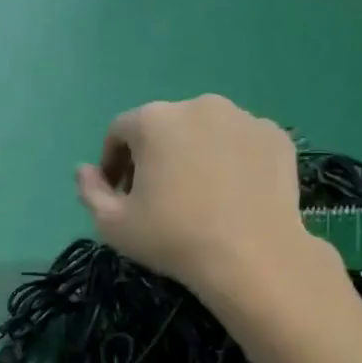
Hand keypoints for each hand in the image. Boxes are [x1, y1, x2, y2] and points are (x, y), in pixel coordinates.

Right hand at [75, 95, 336, 310]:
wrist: (253, 257)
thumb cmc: (173, 238)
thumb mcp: (113, 224)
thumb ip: (90, 191)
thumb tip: (84, 170)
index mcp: (154, 120)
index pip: (119, 132)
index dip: (112, 162)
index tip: (119, 194)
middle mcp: (199, 105)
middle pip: (163, 127)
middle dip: (153, 156)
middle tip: (157, 197)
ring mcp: (243, 118)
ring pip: (204, 132)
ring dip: (192, 154)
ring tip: (198, 195)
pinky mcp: (276, 136)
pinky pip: (240, 142)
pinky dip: (230, 160)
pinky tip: (231, 195)